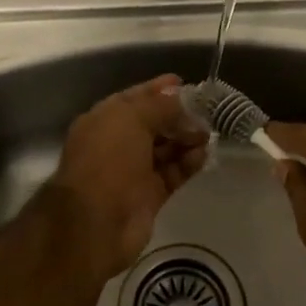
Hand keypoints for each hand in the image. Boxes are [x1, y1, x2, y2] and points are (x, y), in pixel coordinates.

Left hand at [45, 74, 210, 280]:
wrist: (96, 222)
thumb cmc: (108, 160)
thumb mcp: (131, 119)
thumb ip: (159, 106)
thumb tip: (180, 97)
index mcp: (103, 121)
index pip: (134, 99)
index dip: (158, 90)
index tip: (184, 83)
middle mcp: (116, 144)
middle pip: (152, 124)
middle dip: (178, 117)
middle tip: (206, 113)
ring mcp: (133, 172)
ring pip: (165, 149)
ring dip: (186, 139)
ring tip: (208, 134)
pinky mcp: (149, 196)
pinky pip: (173, 173)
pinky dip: (188, 163)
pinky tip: (204, 155)